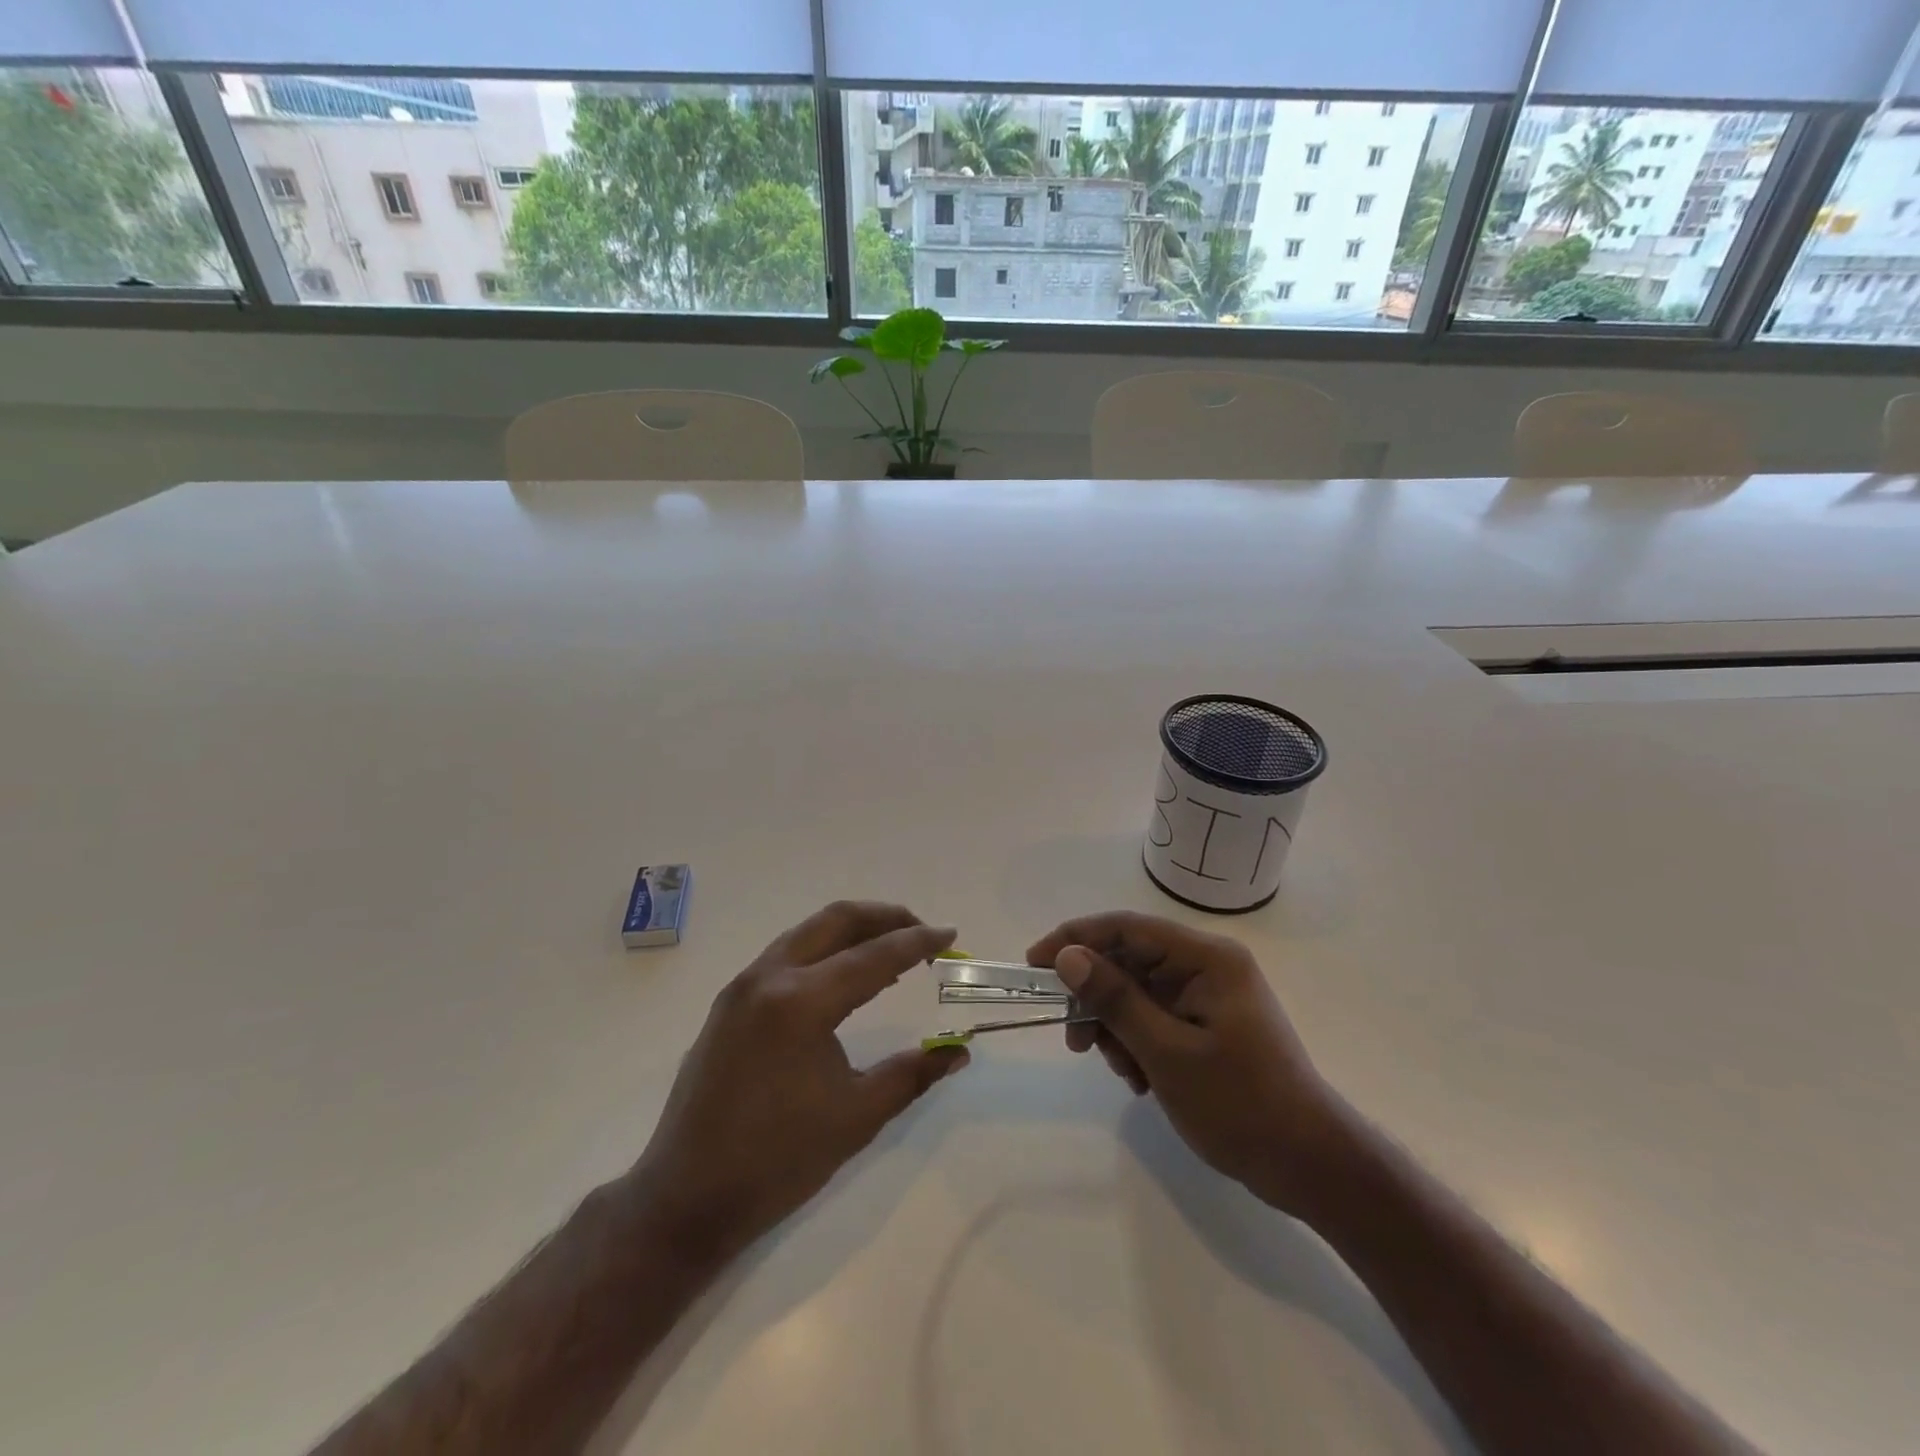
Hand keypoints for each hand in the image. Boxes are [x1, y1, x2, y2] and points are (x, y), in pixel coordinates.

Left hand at [630, 902, 967, 1264]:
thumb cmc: (778, 1160)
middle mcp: (769, 977)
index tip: (950, 934)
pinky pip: (786, 954)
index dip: (918, 942)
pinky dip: (823, 950)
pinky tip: (843, 977)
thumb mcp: (857, 1117)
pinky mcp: (729, 1002)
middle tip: (921, 932)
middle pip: (836, 920)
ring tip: (890, 949)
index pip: (873, 956)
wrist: (686, 1197)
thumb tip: (959, 1050)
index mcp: (801, 1003)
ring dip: (852, 930)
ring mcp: (743, 986)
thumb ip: (913, 1074)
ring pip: (807, 931)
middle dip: (885, 917)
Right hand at [1027, 911, 1343, 1218]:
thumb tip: (1067, 957)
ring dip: (1116, 1027)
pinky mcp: (1207, 1024)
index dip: (1076, 939)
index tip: (1034, 964)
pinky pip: (1154, 1017)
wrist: (1309, 1166)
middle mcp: (1207, 966)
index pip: (1127, 927)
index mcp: (1206, 958)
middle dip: (1096, 997)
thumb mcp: (1167, 1053)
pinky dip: (1136, 1042)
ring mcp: (1208, 996)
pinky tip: (1139, 1079)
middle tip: (1074, 1040)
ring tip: (1119, 1070)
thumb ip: (1116, 1000)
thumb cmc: (1241, 1104)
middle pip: (1129, 961)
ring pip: (1137, 993)